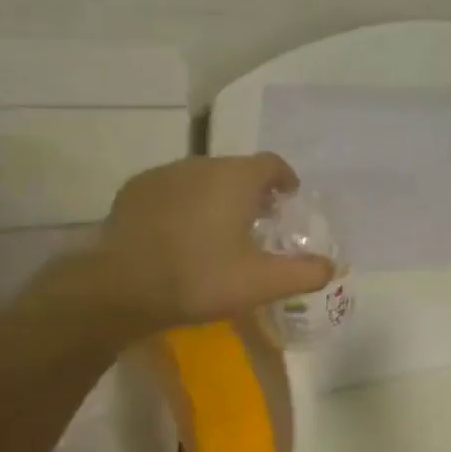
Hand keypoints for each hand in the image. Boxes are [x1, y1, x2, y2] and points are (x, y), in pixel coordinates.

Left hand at [86, 154, 333, 332]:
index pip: (271, 164)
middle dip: (251, 192)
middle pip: (235, 170)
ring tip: (218, 233)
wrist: (120, 287)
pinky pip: (171, 192)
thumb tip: (331, 267)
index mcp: (235, 178)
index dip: (285, 179)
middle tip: (258, 224)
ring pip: (201, 180)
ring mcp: (162, 175)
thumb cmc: (199, 278)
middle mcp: (199, 165)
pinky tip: (180, 237)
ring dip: (215, 198)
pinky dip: (184, 207)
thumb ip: (303, 273)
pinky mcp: (133, 192)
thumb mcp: (261, 283)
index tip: (289, 199)